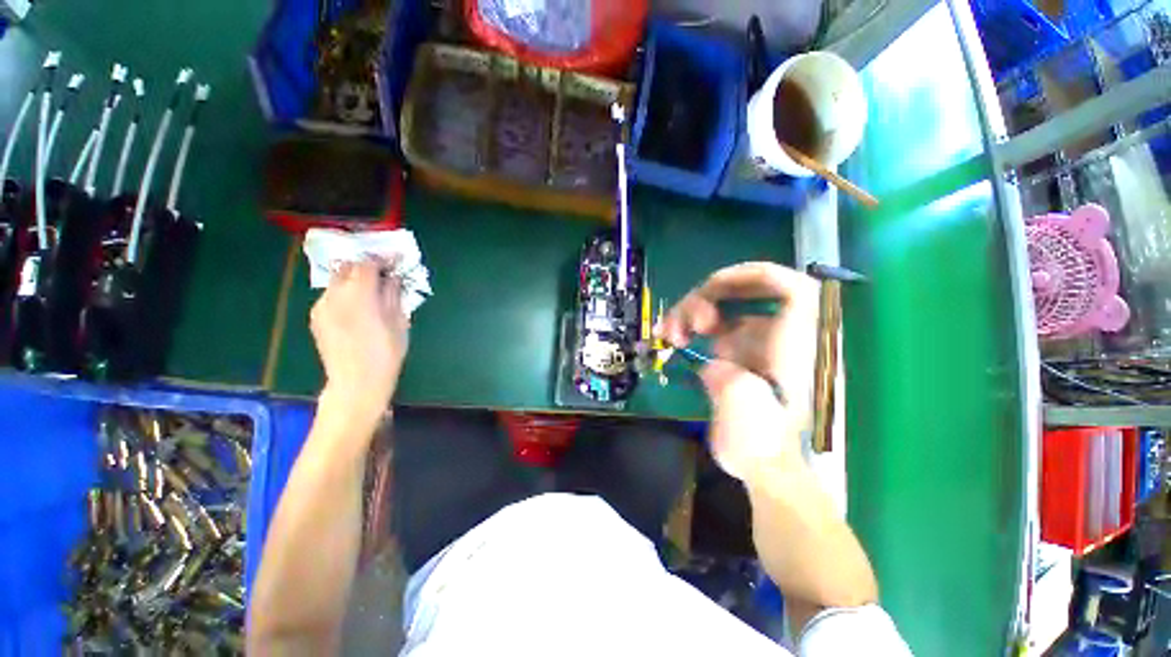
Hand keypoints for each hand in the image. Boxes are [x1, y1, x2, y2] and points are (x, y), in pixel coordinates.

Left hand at [310, 260, 408, 424]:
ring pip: (337, 280)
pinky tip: (357, 308)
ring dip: (355, 280)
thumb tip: (393, 278)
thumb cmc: (386, 354)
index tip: (396, 260)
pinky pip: (331, 296)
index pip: (368, 264)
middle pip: (348, 267)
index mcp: (360, 294)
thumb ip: (394, 295)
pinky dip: (345, 293)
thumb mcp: (399, 323)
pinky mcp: (316, 318)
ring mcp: (322, 306)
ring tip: (372, 291)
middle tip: (384, 274)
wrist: (356, 383)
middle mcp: (336, 295)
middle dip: (366, 266)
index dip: (383, 259)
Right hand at [657, 262, 818, 480]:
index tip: (709, 288)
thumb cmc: (763, 444)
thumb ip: (726, 371)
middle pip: (746, 295)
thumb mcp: (743, 403)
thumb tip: (716, 364)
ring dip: (695, 316)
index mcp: (799, 342)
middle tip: (685, 327)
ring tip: (672, 335)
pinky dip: (697, 331)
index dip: (745, 276)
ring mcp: (763, 348)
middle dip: (707, 301)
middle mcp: (784, 337)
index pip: (784, 285)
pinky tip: (678, 341)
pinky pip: (720, 332)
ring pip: (727, 313)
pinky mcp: (745, 361)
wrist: (770, 475)